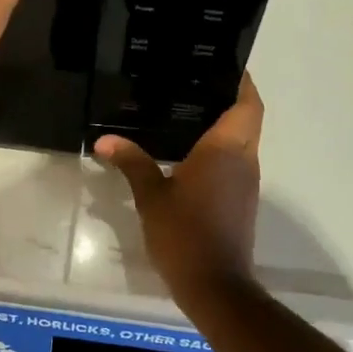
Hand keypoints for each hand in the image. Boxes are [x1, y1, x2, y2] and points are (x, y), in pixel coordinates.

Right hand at [95, 75, 264, 302]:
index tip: (224, 64)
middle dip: (228, 99)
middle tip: (192, 83)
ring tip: (185, 110)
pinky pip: (235, 161)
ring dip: (224, 124)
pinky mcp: (241, 200)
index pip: (248, 104)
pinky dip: (219, 148)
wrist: (215, 287)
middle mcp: (244, 160)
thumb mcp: (151, 196)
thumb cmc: (185, 233)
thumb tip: (104, 140)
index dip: (242, 82)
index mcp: (226, 150)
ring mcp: (246, 182)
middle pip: (247, 119)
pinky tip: (188, 151)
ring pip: (242, 141)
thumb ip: (131, 162)